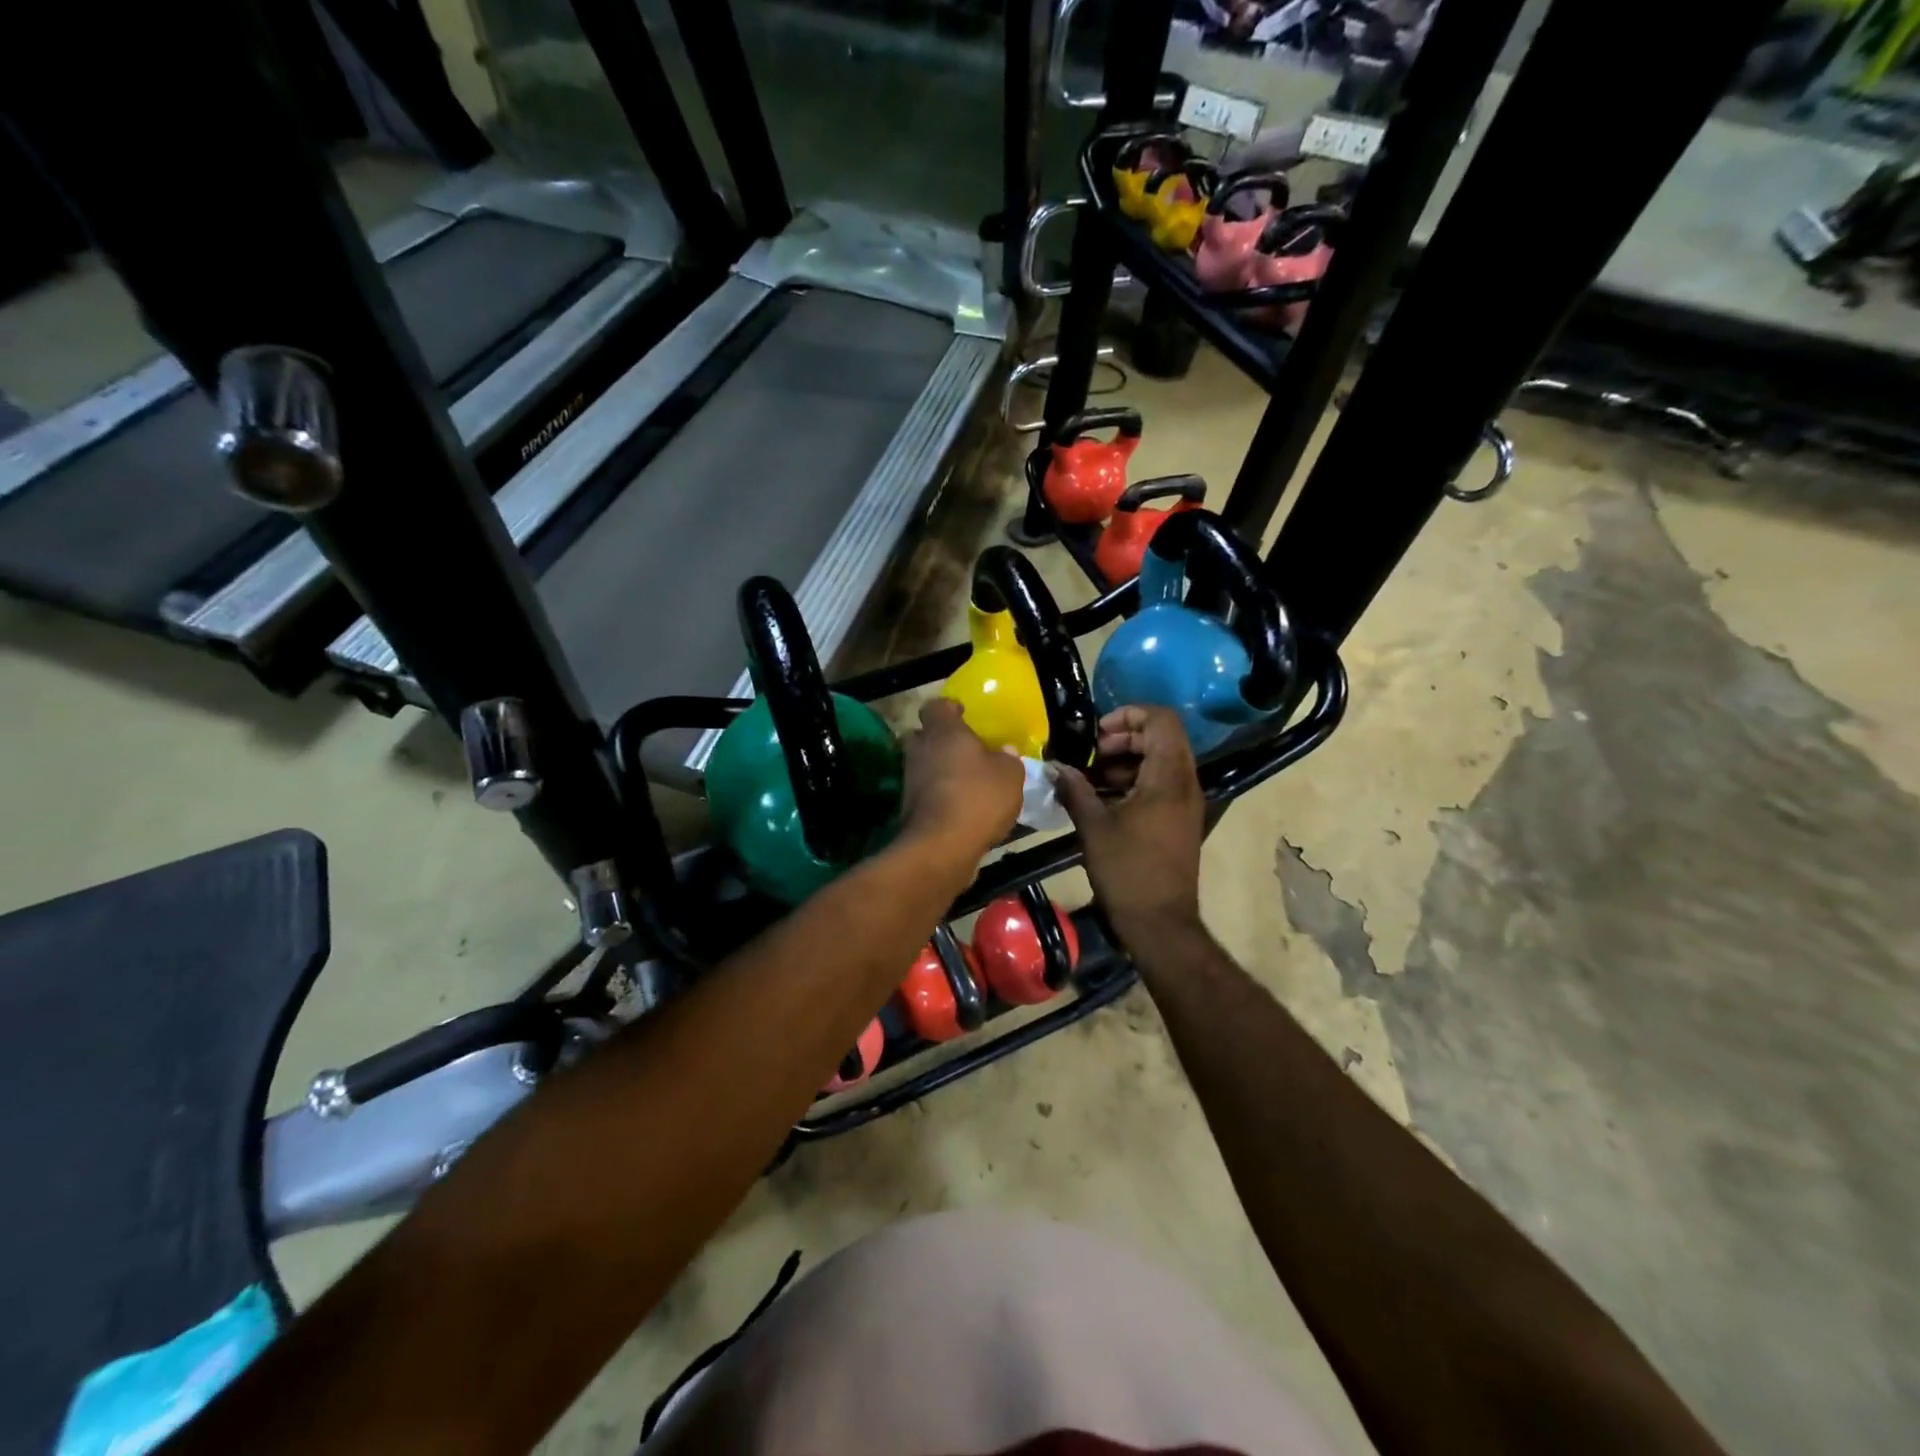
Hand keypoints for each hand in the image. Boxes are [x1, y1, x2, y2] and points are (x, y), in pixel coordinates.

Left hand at [898, 699, 1023, 864]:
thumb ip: (1008, 758)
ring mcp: (910, 779)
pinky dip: (938, 794)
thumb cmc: (979, 798)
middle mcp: (921, 749)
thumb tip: (1005, 750)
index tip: (963, 714)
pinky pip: (924, 791)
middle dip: (939, 739)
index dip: (949, 708)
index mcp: (944, 731)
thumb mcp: (1010, 775)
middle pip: (922, 734)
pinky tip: (959, 806)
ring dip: (938, 769)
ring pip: (922, 764)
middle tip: (962, 748)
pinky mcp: (907, 807)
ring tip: (965, 780)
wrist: (941, 846)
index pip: (936, 706)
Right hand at [1053, 706, 1204, 949]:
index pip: (1162, 719)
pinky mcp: (1181, 819)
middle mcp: (1185, 783)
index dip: (1129, 713)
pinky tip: (1107, 797)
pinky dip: (1137, 778)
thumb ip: (1074, 789)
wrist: (1160, 923)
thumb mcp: (1093, 827)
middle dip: (1126, 736)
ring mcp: (1187, 802)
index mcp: (1168, 778)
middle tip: (1094, 753)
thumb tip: (1053, 766)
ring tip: (1095, 776)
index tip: (1098, 732)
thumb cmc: (1127, 872)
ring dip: (1129, 758)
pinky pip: (1163, 782)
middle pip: (1163, 736)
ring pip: (1163, 759)